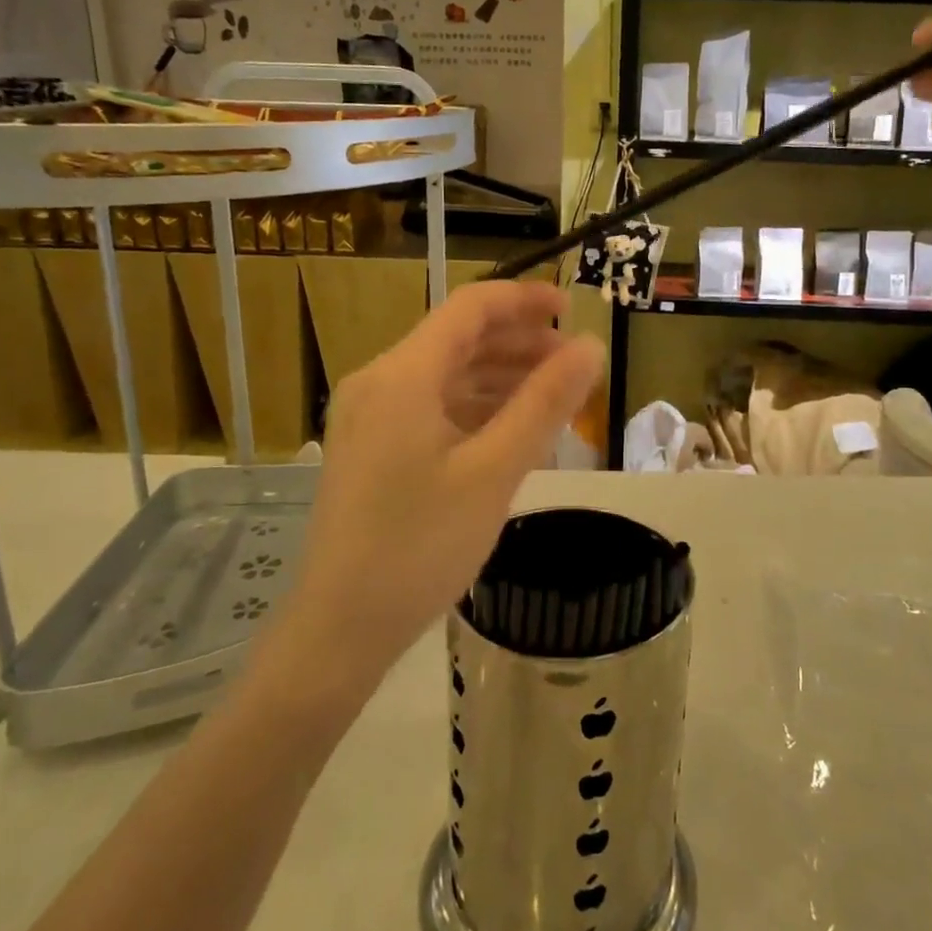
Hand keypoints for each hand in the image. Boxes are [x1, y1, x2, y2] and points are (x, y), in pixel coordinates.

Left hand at [269, 280, 602, 686]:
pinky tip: (512, 431)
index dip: (525, 300)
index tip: (574, 310)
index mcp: (402, 375)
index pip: (470, 308)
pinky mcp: (373, 447)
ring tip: (555, 398)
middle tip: (575, 366)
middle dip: (520, 343)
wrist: (339, 630)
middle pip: (459, 339)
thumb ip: (545, 403)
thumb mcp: (494, 472)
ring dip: (501, 377)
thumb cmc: (419, 547)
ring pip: (448, 374)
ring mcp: (371, 416)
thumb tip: (591, 347)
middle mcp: (380, 382)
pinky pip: (433, 407)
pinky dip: (476, 408)